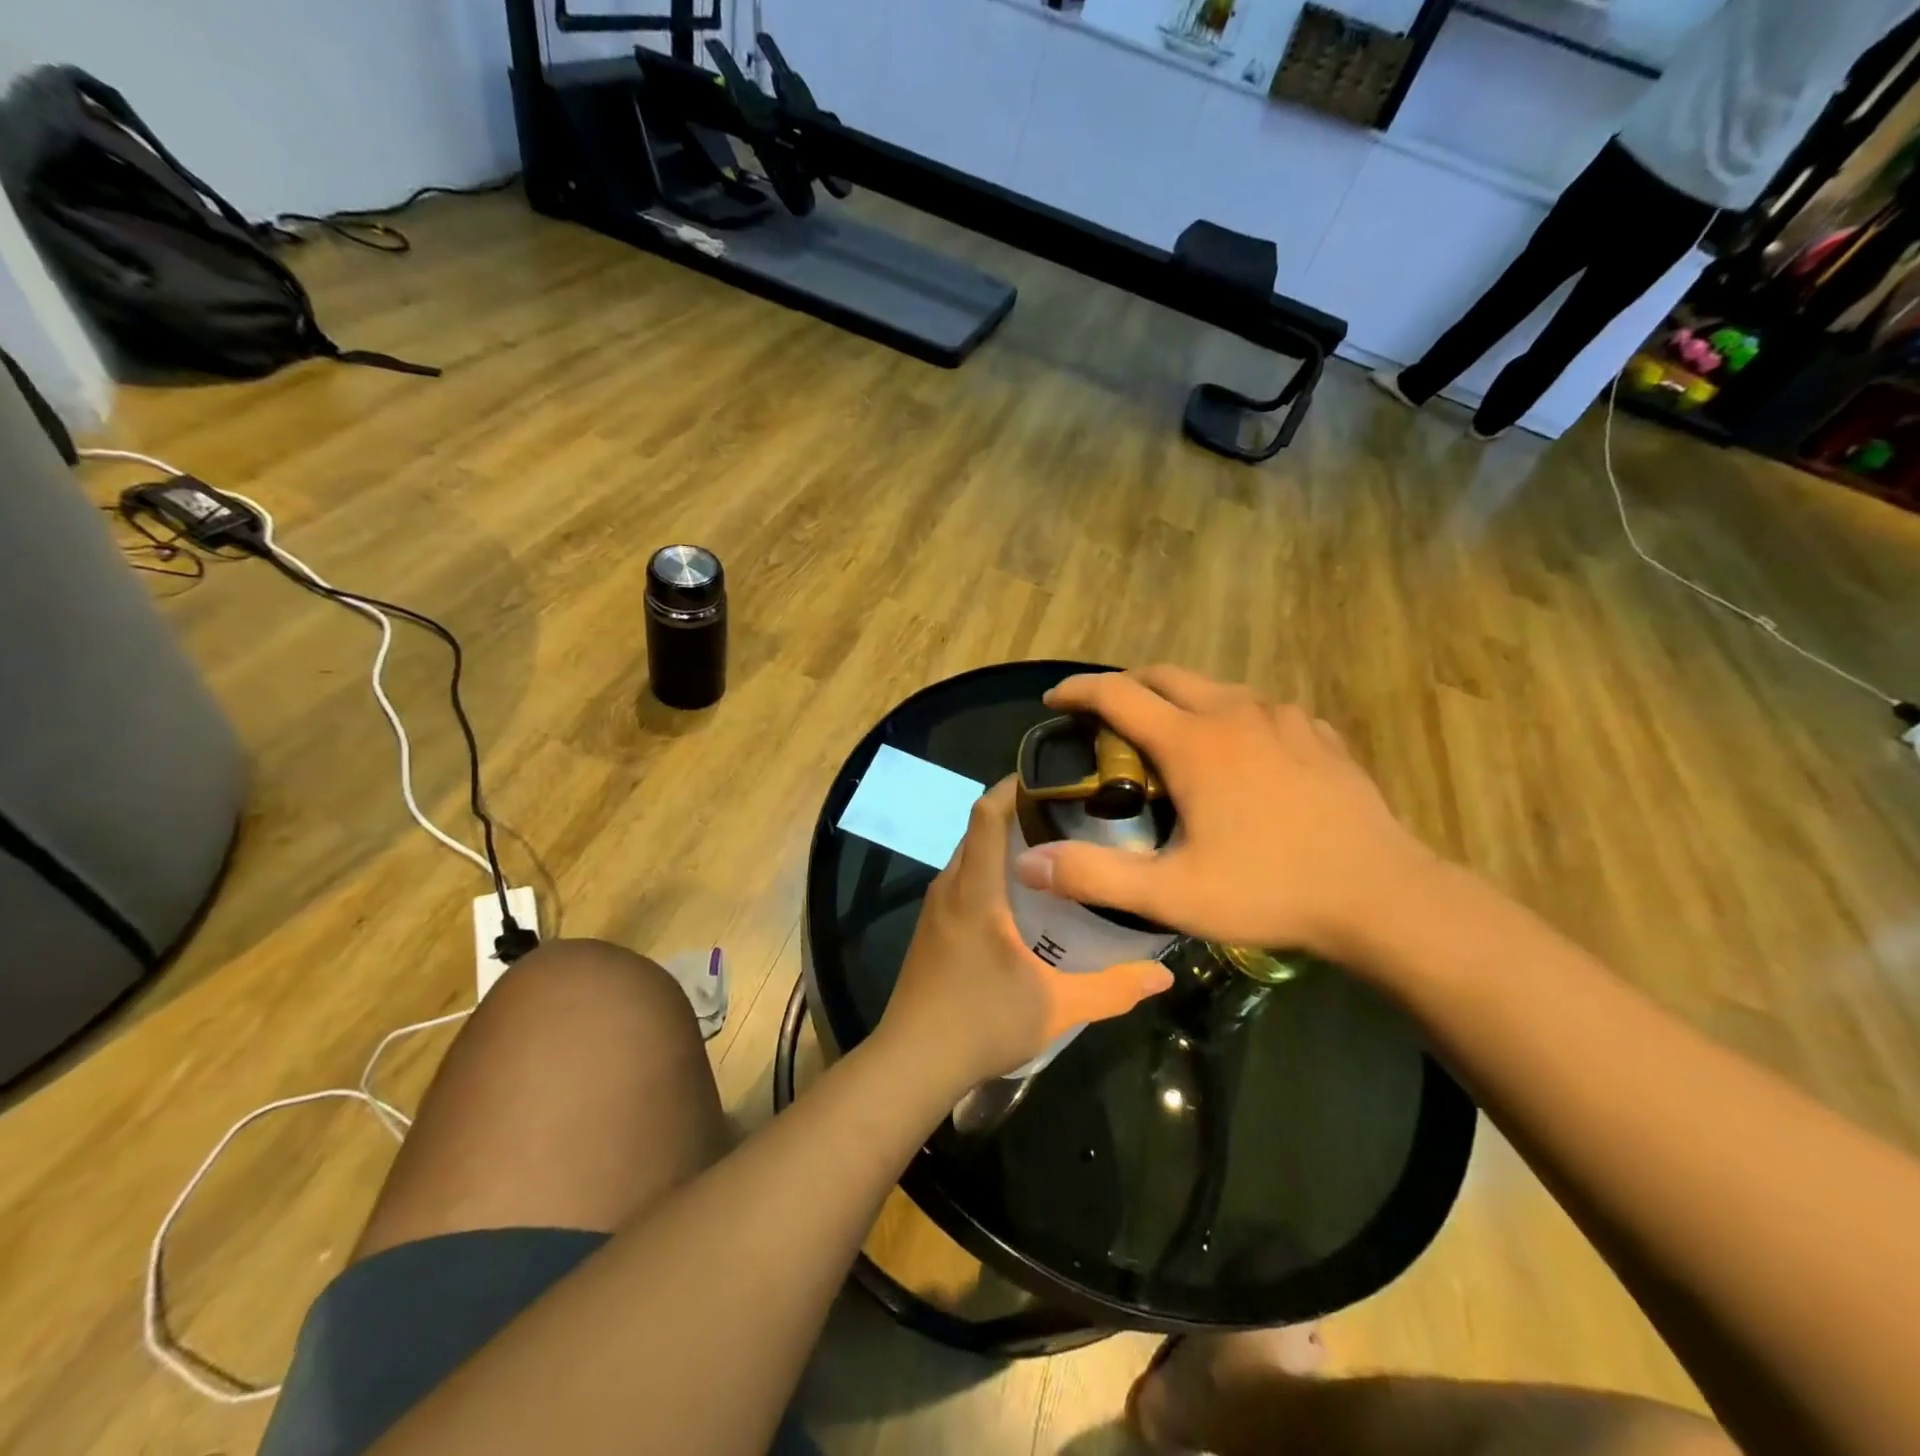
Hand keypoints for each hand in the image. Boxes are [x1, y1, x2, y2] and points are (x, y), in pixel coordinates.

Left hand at [879, 777, 1174, 1088]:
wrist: (912, 1063)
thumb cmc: (982, 1023)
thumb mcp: (1057, 1007)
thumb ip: (1113, 988)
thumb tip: (1165, 975)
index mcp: (975, 891)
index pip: (985, 815)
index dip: (1012, 786)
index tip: (1050, 777)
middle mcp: (949, 888)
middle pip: (977, 830)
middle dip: (1016, 813)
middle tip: (1067, 816)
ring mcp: (934, 909)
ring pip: (967, 856)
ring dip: (1001, 845)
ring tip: (1050, 851)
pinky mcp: (930, 929)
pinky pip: (960, 880)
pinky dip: (987, 871)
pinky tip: (1018, 898)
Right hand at [1011, 666, 1438, 966]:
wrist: (1383, 896)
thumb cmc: (1270, 890)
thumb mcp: (1172, 894)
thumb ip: (1094, 876)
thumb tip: (1027, 864)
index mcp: (1193, 742)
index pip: (1117, 694)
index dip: (1077, 691)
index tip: (1053, 701)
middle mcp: (1234, 713)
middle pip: (1164, 676)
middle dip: (1124, 687)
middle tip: (1102, 719)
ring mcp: (1283, 719)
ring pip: (1214, 688)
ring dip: (1177, 700)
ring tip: (1166, 737)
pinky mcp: (1318, 735)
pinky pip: (1258, 709)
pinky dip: (1228, 717)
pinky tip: (1237, 754)